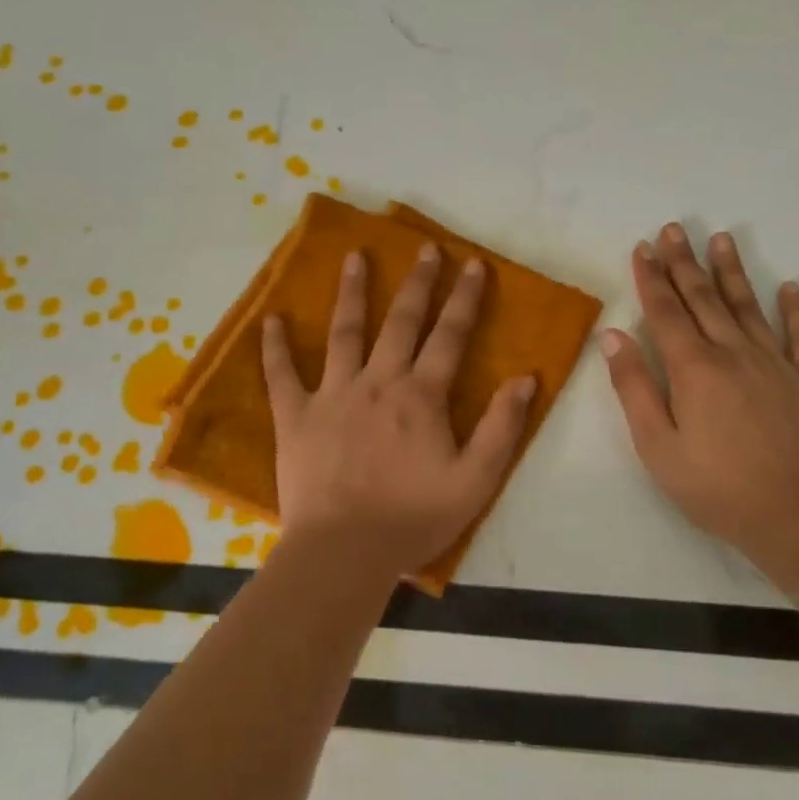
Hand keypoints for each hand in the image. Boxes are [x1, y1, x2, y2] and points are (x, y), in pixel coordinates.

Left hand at [262, 244, 536, 580]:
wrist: (344, 551)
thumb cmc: (414, 518)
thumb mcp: (476, 480)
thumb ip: (502, 427)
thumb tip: (526, 378)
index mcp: (421, 396)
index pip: (449, 336)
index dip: (464, 298)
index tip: (473, 264)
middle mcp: (378, 382)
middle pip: (401, 322)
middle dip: (418, 283)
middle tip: (425, 248)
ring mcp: (332, 395)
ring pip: (344, 332)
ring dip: (352, 292)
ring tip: (356, 256)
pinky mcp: (295, 417)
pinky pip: (281, 376)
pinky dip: (275, 347)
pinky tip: (272, 320)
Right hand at [602, 224, 798, 566]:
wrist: (793, 516)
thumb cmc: (714, 486)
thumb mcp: (657, 445)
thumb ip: (634, 387)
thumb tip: (613, 336)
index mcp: (694, 368)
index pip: (666, 311)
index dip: (652, 278)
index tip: (643, 248)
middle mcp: (734, 353)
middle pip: (704, 298)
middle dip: (685, 262)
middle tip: (674, 229)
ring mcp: (775, 364)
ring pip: (748, 306)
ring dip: (732, 271)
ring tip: (721, 239)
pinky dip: (795, 310)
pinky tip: (790, 288)